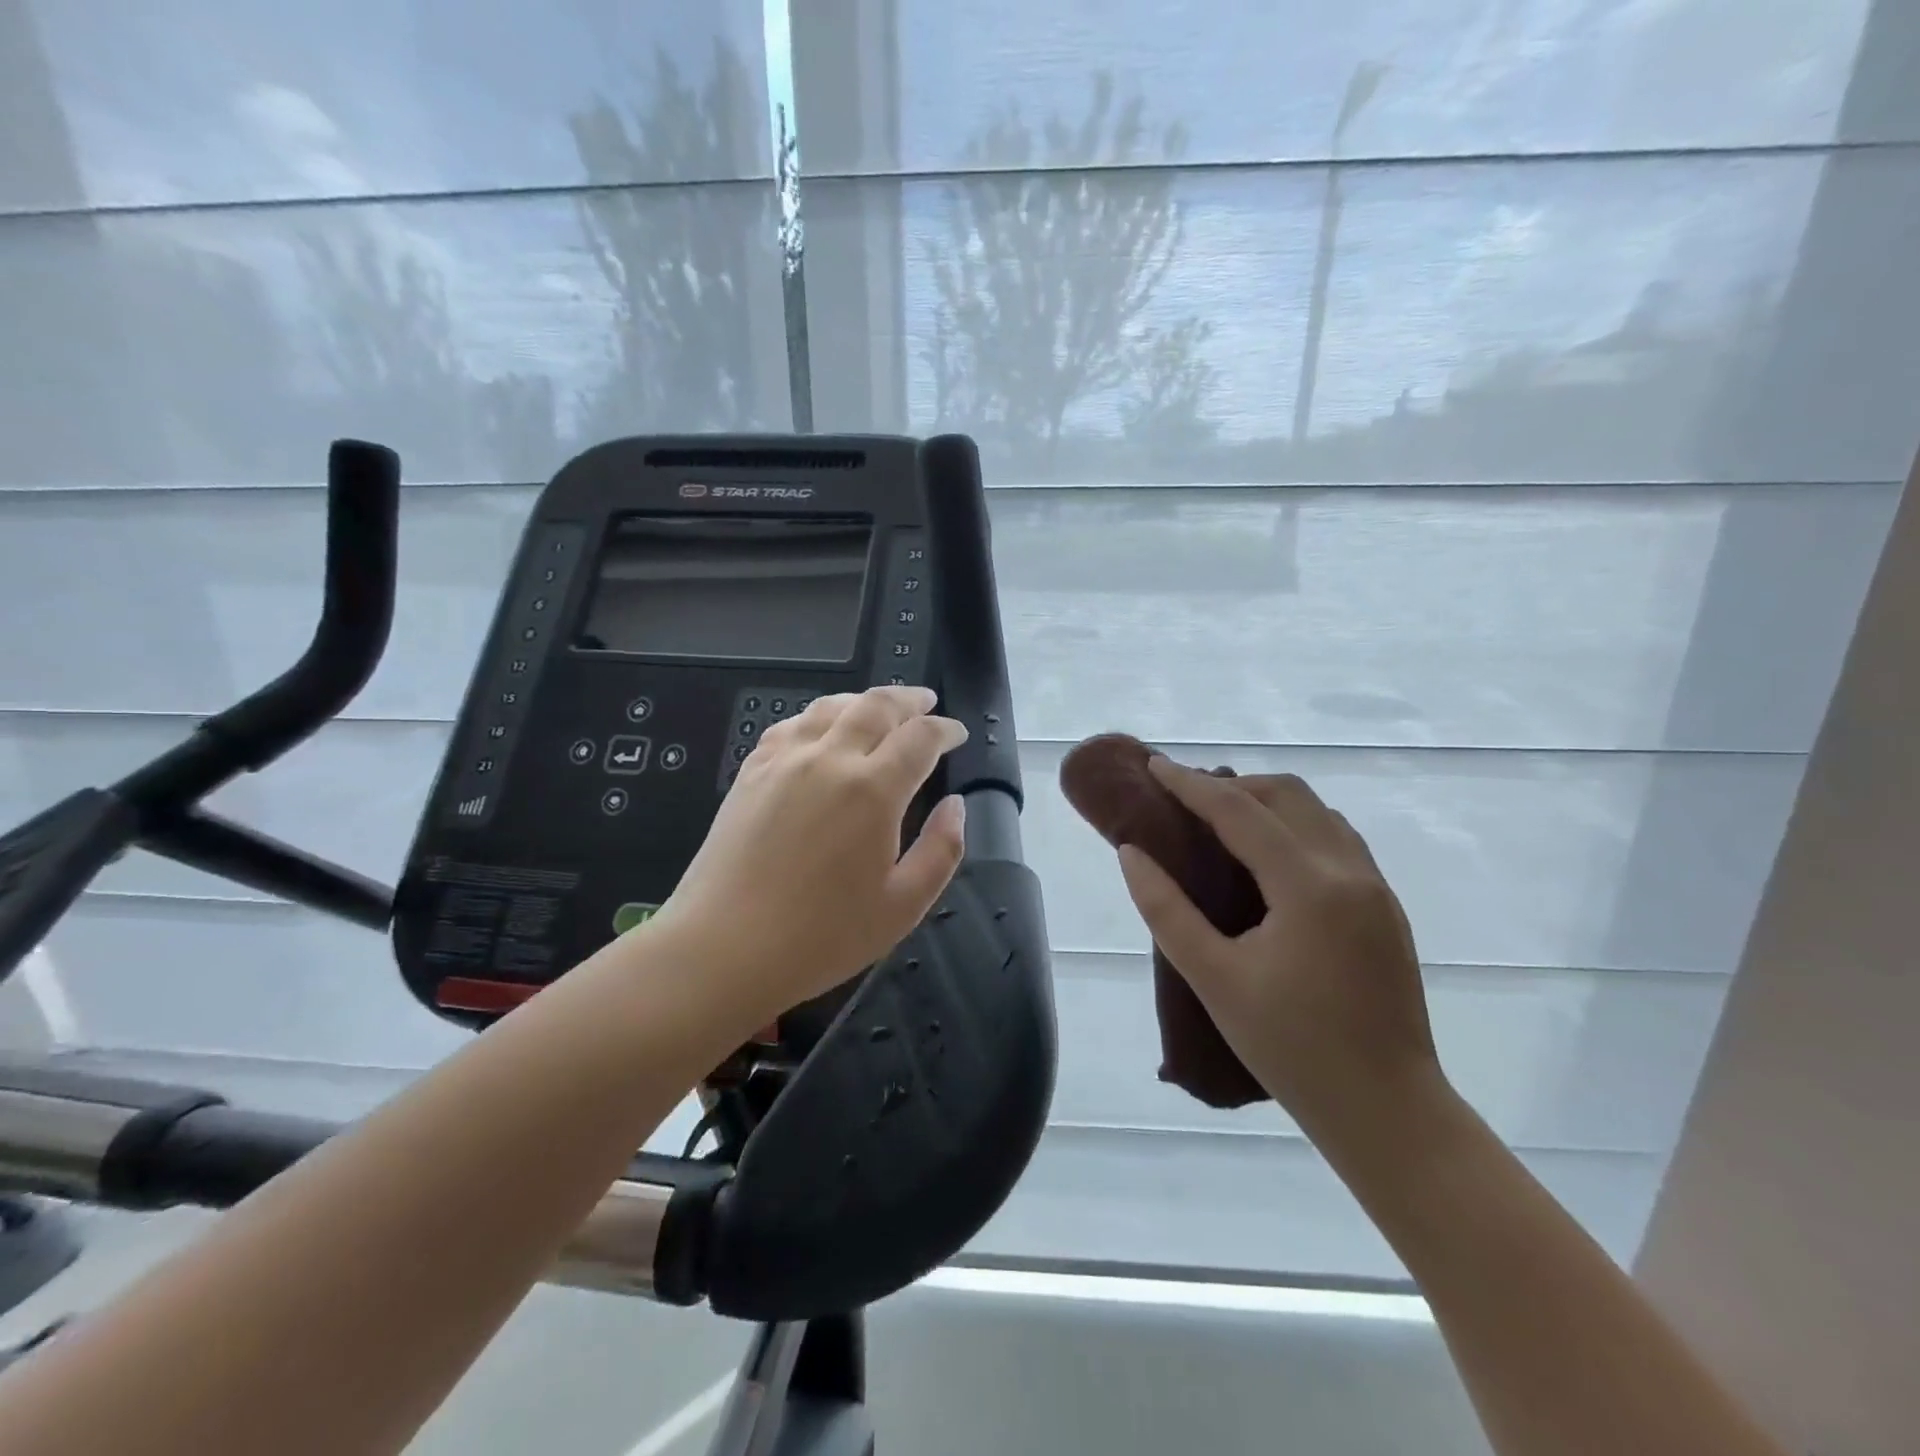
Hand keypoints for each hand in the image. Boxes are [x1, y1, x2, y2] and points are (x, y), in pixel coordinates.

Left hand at [642, 685, 968, 1032]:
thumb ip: (941, 850)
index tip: (957, 734)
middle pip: (876, 705)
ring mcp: (785, 761)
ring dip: (863, 700)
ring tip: (879, 708)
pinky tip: (821, 729)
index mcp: (873, 790)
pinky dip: (818, 716)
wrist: (725, 948)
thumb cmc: (823, 936)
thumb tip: (955, 806)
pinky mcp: (752, 772)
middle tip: (926, 701)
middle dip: (908, 699)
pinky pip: (791, 725)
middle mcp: (830, 760)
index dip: (945, 729)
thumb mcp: (903, 906)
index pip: (920, 737)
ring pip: (831, 706)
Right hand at [1115, 757, 1442, 1131]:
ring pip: (1317, 813)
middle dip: (1231, 786)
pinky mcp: (1386, 909)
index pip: (1240, 812)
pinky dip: (1294, 826)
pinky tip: (1268, 858)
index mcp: (1309, 887)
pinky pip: (1336, 839)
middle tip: (1184, 800)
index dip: (1192, 785)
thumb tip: (1132, 853)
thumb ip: (1166, 909)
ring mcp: (1377, 888)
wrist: (1389, 1113)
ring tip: (1221, 823)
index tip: (1155, 764)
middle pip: (1287, 795)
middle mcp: (1351, 872)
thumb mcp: (1214, 979)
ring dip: (1267, 803)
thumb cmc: (1292, 1049)